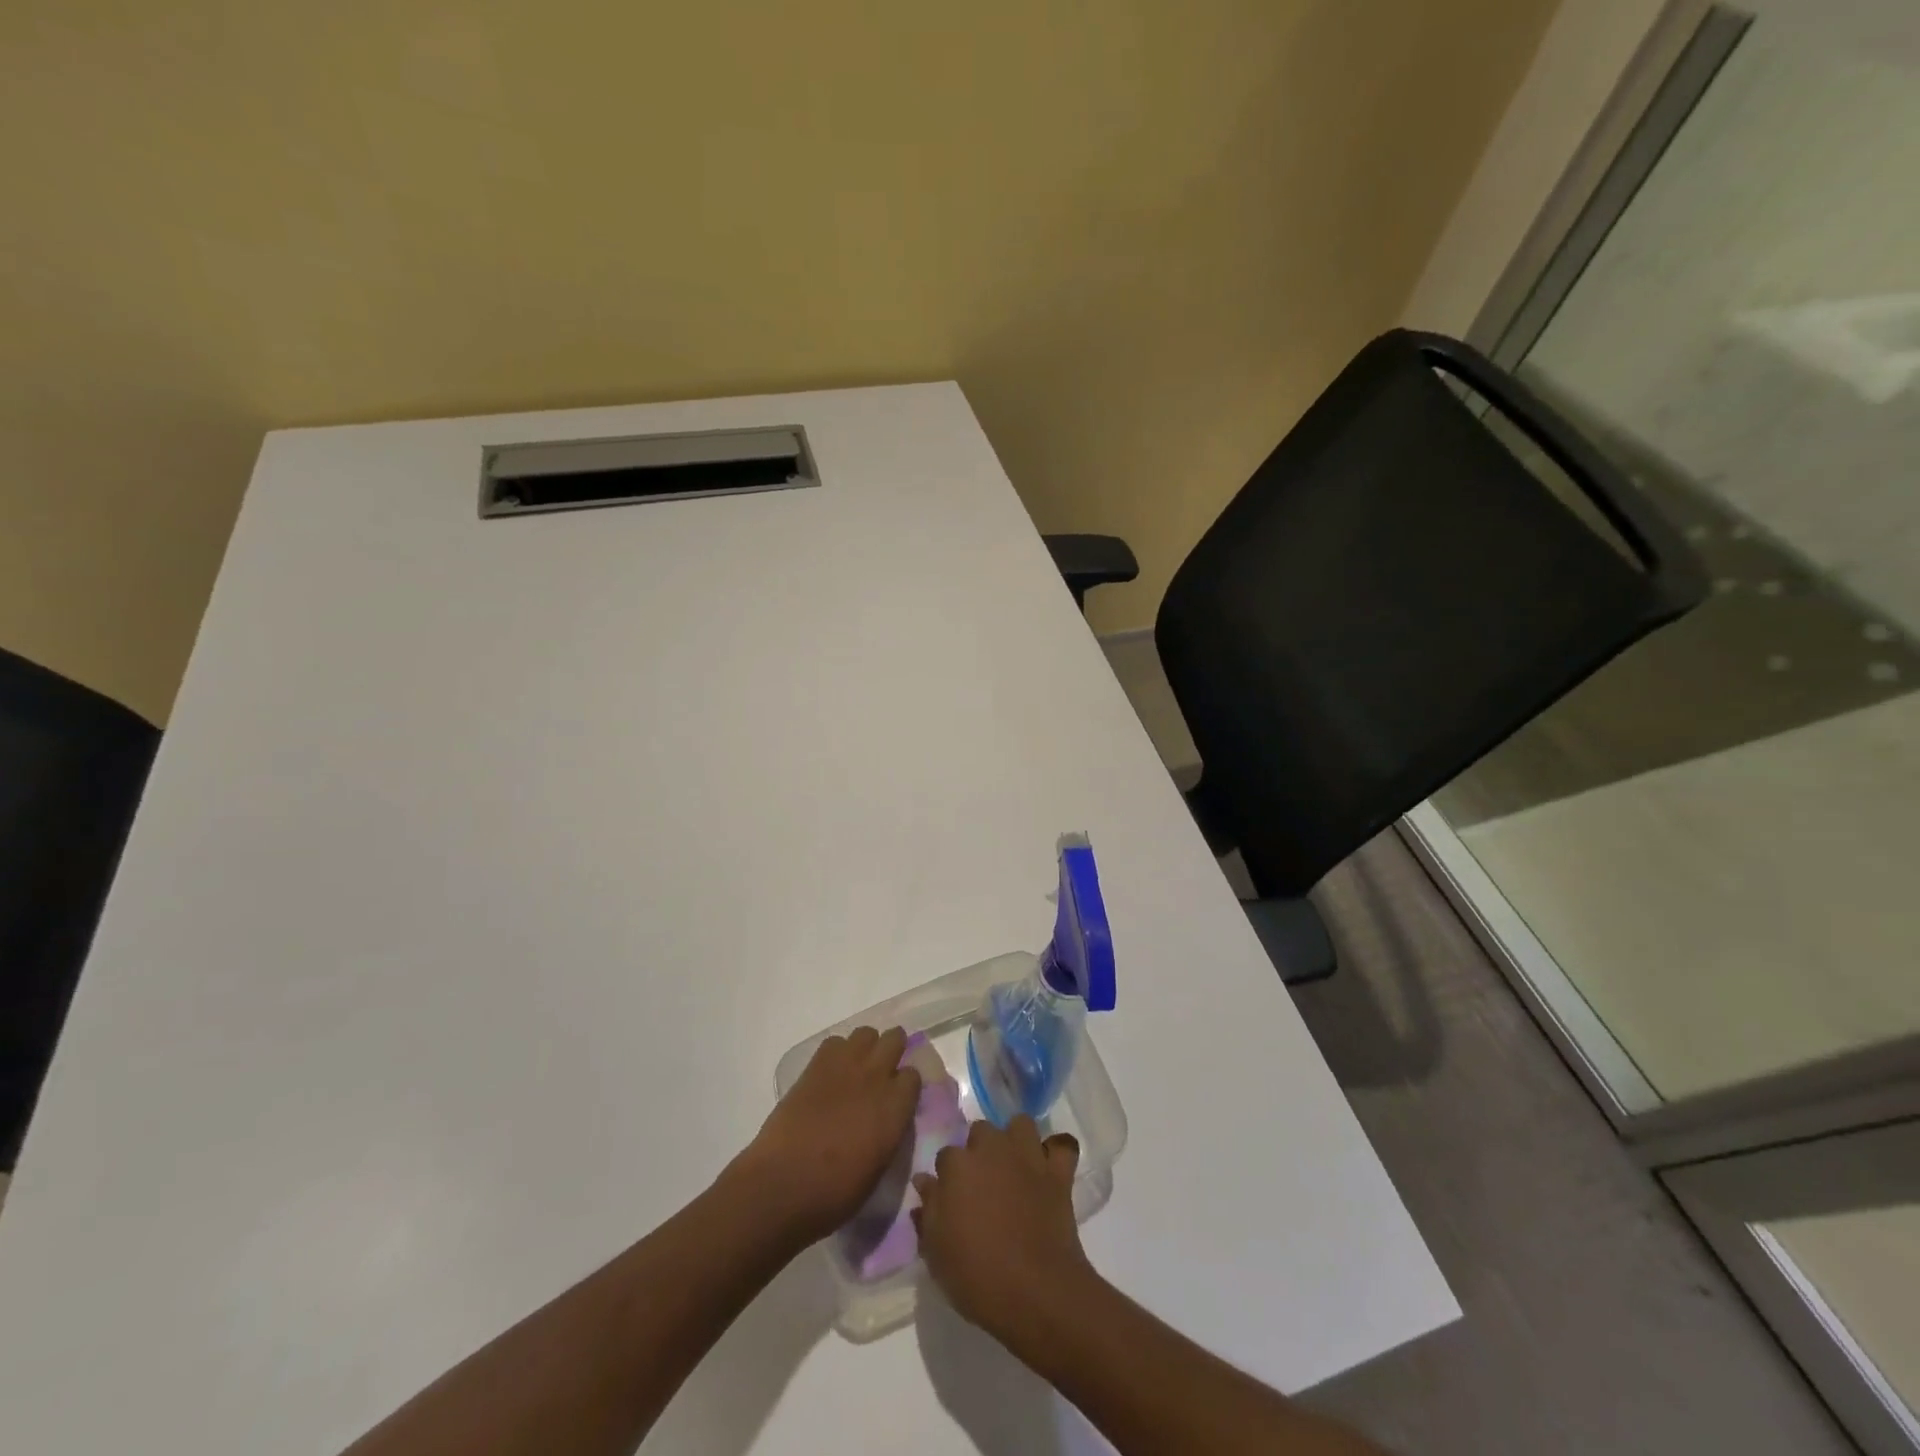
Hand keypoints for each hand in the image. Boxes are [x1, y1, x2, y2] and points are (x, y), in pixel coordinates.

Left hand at [731, 1026, 920, 1247]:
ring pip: (866, 1033)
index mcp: (895, 1107)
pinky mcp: (816, 1065)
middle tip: (882, 1073)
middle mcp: (875, 1077)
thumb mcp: (878, 1168)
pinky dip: (837, 1052)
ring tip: (857, 1069)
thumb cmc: (834, 1193)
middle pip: (894, 1039)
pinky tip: (831, 1073)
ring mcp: (845, 1066)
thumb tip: (889, 1118)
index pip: (913, 1075)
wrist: (782, 1185)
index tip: (899, 1097)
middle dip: (892, 1051)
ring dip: (866, 1047)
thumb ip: (890, 1132)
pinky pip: (835, 1042)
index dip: (906, 1085)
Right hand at [912, 1116, 1092, 1342]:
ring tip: (1014, 1166)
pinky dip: (1057, 1152)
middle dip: (980, 1149)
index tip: (951, 1198)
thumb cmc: (976, 1275)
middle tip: (982, 1183)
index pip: (945, 1156)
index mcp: (957, 1166)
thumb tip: (924, 1182)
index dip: (948, 1177)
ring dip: (1016, 1140)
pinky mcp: (1057, 1172)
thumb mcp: (936, 1252)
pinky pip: (1063, 1146)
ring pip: (1020, 1125)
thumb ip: (928, 1211)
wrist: (1035, 1292)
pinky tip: (1050, 1166)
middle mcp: (992, 1149)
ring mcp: (1027, 1157)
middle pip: (981, 1131)